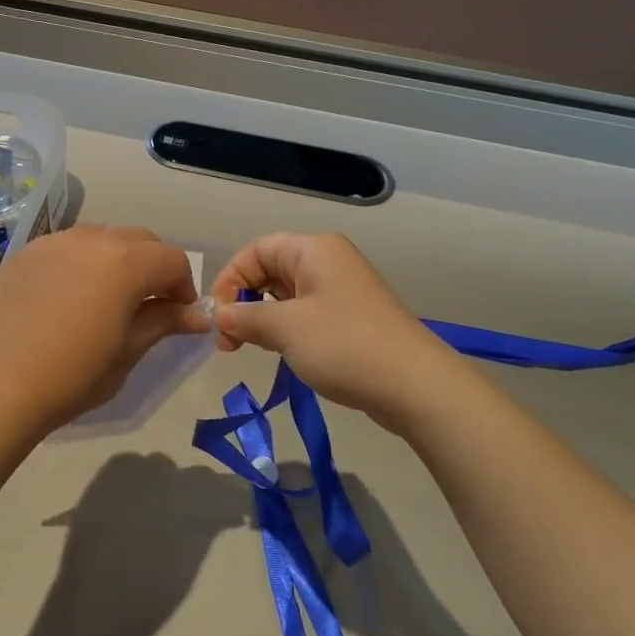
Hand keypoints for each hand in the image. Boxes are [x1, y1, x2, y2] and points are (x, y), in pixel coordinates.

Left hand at [0, 224, 208, 433]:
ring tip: (107, 295)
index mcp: (126, 262)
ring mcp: (55, 242)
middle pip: (139, 241)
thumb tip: (197, 316)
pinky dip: (80, 261)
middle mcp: (93, 239)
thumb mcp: (129, 350)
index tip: (179, 315)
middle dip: (153, 267)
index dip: (184, 286)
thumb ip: (164, 322)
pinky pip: (66, 246)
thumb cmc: (74, 374)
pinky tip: (68, 295)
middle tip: (149, 304)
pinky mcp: (26, 253)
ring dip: (117, 258)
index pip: (172, 260)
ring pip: (101, 237)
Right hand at [211, 232, 470, 431]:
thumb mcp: (285, 329)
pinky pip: (307, 313)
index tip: (219, 317)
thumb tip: (218, 315)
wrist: (415, 385)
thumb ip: (245, 317)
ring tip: (250, 349)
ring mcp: (343, 289)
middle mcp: (329, 261)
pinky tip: (283, 352)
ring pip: (287, 295)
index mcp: (314, 249)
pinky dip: (287, 329)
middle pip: (270, 270)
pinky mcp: (352, 317)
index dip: (231, 278)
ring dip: (263, 319)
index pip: (256, 250)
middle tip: (229, 341)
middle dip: (244, 301)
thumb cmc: (345, 345)